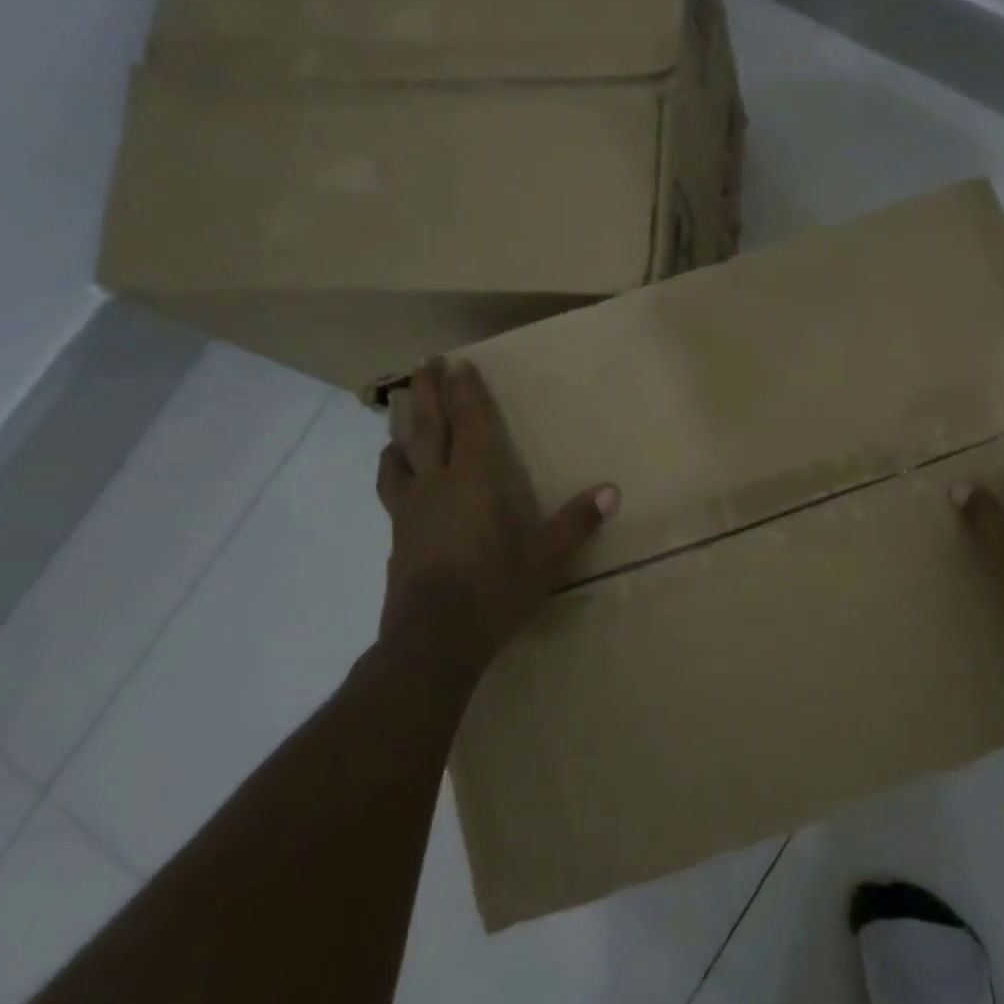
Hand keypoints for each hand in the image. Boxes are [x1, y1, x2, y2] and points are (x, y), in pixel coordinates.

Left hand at [375, 358, 617, 661]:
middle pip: (428, 427)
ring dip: (404, 427)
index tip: (461, 364)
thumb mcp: (544, 561)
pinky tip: (397, 472)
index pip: (471, 426)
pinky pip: (391, 486)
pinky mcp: (397, 534)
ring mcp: (410, 509)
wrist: (431, 641)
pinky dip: (393, 467)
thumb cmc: (492, 594)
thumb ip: (575, 524)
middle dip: (429, 391)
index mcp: (474, 484)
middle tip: (427, 362)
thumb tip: (611, 490)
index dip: (468, 394)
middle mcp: (436, 486)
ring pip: (400, 454)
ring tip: (405, 413)